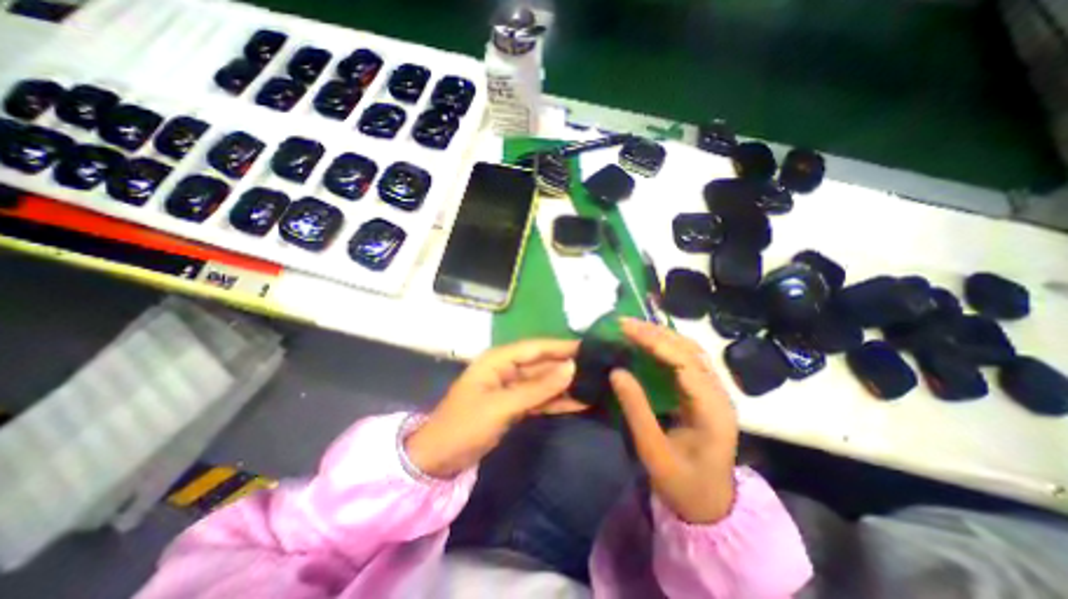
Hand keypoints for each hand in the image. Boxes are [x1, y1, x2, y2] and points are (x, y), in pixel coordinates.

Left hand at [405, 341, 582, 475]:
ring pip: (544, 382)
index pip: (536, 347)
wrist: (439, 460)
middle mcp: (507, 368)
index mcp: (499, 360)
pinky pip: (540, 399)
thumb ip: (538, 387)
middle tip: (598, 365)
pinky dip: (557, 401)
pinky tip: (579, 402)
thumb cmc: (465, 426)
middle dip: (567, 365)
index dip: (562, 346)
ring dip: (566, 384)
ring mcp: (511, 387)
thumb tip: (571, 367)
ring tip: (595, 383)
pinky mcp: (515, 405)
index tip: (589, 346)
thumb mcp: (502, 406)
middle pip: (542, 363)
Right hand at [608, 318, 745, 523]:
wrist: (711, 506)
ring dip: (661, 335)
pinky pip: (686, 361)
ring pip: (689, 352)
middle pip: (690, 350)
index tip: (626, 329)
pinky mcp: (704, 393)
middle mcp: (718, 394)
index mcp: (712, 410)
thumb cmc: (683, 484)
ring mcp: (713, 392)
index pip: (684, 363)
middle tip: (624, 323)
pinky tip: (647, 342)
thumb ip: (636, 410)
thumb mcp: (654, 452)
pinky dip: (665, 346)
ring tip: (633, 327)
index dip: (655, 342)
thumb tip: (616, 371)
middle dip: (656, 332)